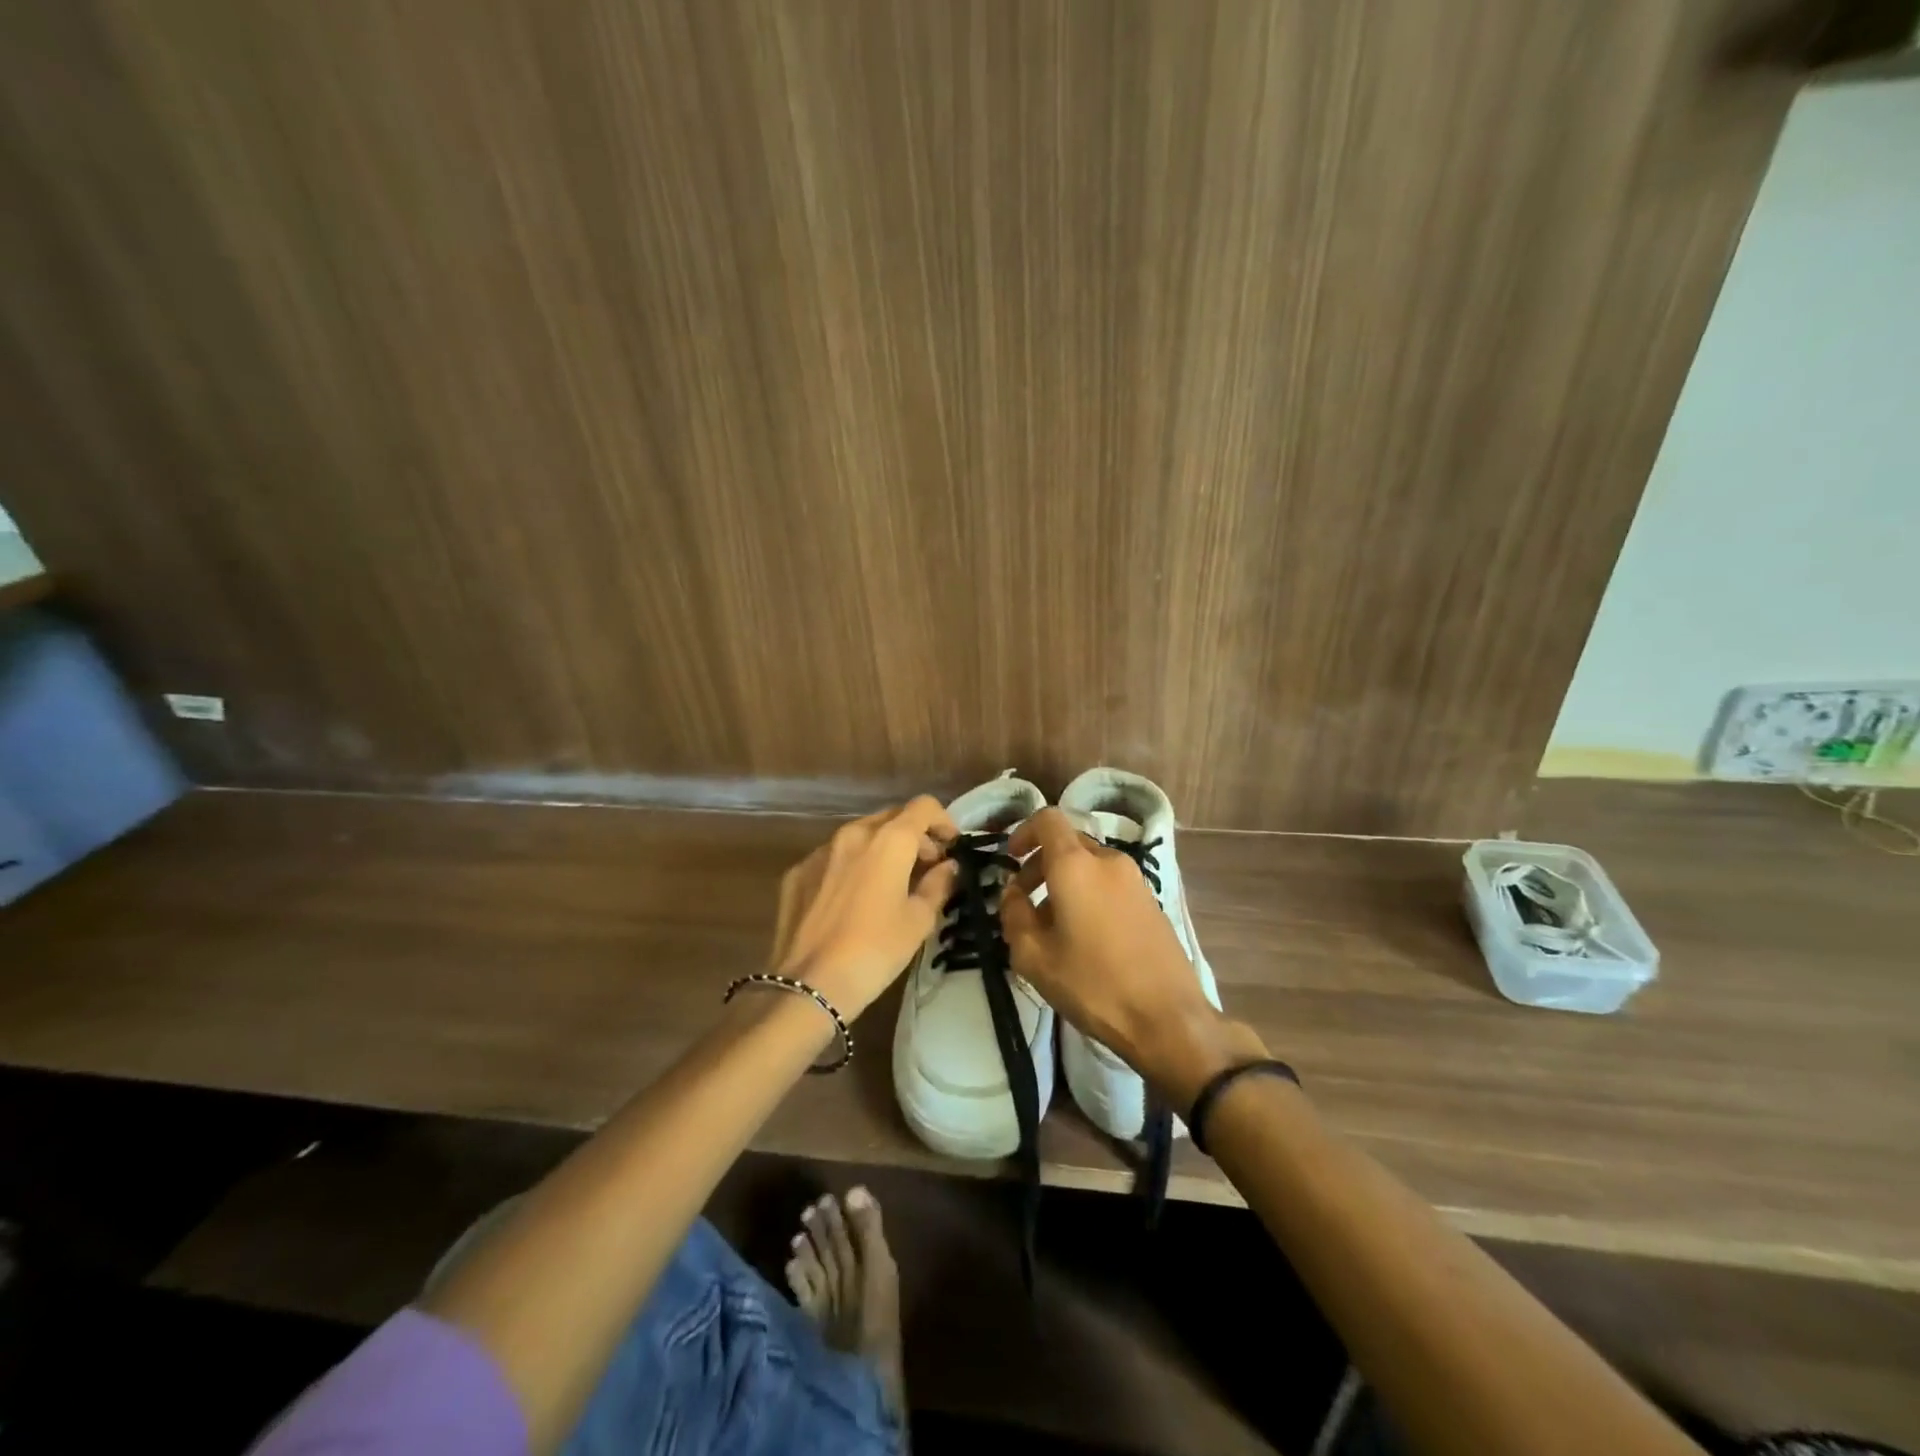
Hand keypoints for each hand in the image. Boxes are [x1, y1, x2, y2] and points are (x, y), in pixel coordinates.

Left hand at [769, 797, 959, 1017]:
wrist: (809, 985)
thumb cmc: (875, 951)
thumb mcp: (918, 921)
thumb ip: (938, 885)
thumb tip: (948, 867)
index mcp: (888, 841)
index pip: (923, 807)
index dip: (943, 821)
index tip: (951, 847)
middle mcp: (853, 834)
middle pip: (891, 817)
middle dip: (914, 836)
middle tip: (926, 867)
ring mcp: (820, 852)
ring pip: (860, 836)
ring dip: (881, 849)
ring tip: (890, 884)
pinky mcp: (797, 873)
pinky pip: (833, 858)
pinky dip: (851, 867)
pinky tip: (853, 901)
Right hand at [1000, 808, 1259, 1102]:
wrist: (1168, 1018)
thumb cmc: (1093, 984)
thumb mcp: (1034, 957)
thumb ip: (1013, 916)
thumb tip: (1012, 894)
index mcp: (1076, 865)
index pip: (1048, 820)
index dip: (1023, 832)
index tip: (1010, 860)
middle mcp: (1108, 861)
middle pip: (1067, 844)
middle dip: (1040, 865)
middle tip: (1023, 903)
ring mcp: (1135, 880)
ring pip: (1089, 866)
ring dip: (1064, 883)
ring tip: (1051, 928)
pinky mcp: (1151, 902)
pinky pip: (1109, 884)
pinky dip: (1088, 895)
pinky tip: (1084, 939)